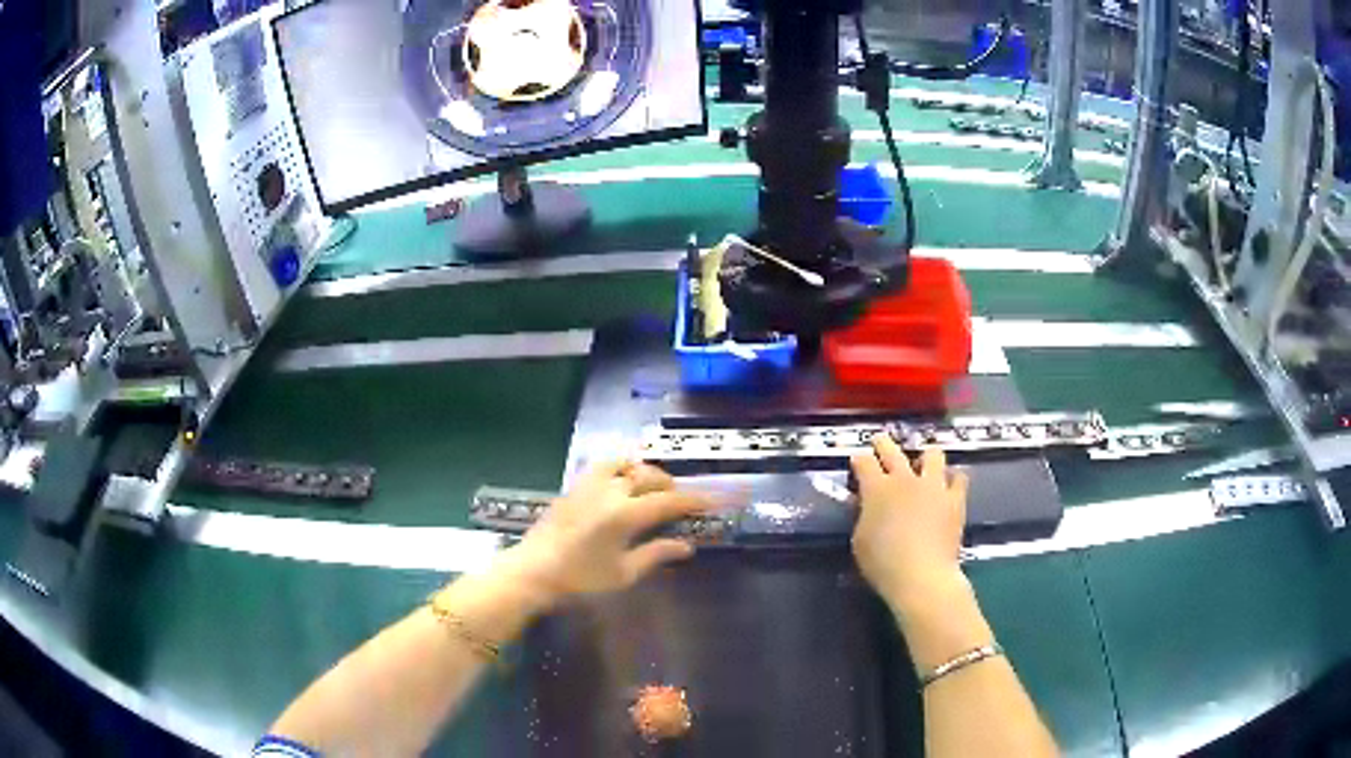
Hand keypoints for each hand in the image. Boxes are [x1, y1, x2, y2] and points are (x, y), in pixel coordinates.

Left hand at [501, 460, 711, 605]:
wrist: (532, 572)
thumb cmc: (580, 580)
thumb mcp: (623, 574)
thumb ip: (656, 554)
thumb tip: (686, 546)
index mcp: (626, 514)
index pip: (669, 501)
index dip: (694, 499)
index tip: (713, 500)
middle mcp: (610, 491)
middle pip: (648, 476)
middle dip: (670, 484)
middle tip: (681, 499)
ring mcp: (588, 485)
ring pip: (624, 463)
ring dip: (644, 470)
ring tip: (651, 485)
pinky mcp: (573, 487)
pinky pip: (603, 466)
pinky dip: (620, 468)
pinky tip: (621, 483)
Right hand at [849, 436, 969, 612]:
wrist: (922, 575)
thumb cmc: (883, 563)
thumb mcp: (860, 540)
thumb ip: (863, 516)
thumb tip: (865, 503)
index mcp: (877, 489)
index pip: (863, 462)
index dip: (858, 460)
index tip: (857, 460)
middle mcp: (905, 479)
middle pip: (892, 451)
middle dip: (883, 444)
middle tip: (879, 442)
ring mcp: (933, 486)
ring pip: (932, 455)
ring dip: (925, 457)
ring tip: (923, 463)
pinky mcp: (955, 499)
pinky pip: (959, 478)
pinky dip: (953, 479)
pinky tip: (949, 484)